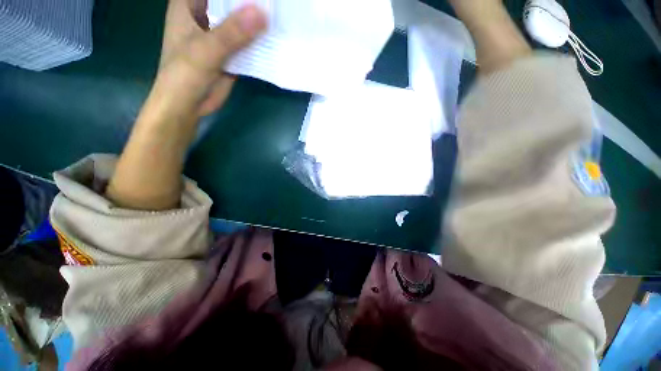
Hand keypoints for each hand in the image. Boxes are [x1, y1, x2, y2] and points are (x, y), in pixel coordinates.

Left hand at [154, 0, 266, 117]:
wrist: (189, 105)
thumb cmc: (185, 74)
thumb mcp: (206, 50)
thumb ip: (232, 32)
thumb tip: (263, 12)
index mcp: (190, 4)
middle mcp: (206, 14)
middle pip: (231, 1)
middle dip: (251, 1)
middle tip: (277, 2)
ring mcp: (220, 34)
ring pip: (242, 21)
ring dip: (259, 20)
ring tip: (281, 16)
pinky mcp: (232, 52)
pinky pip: (248, 42)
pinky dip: (260, 41)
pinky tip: (276, 38)